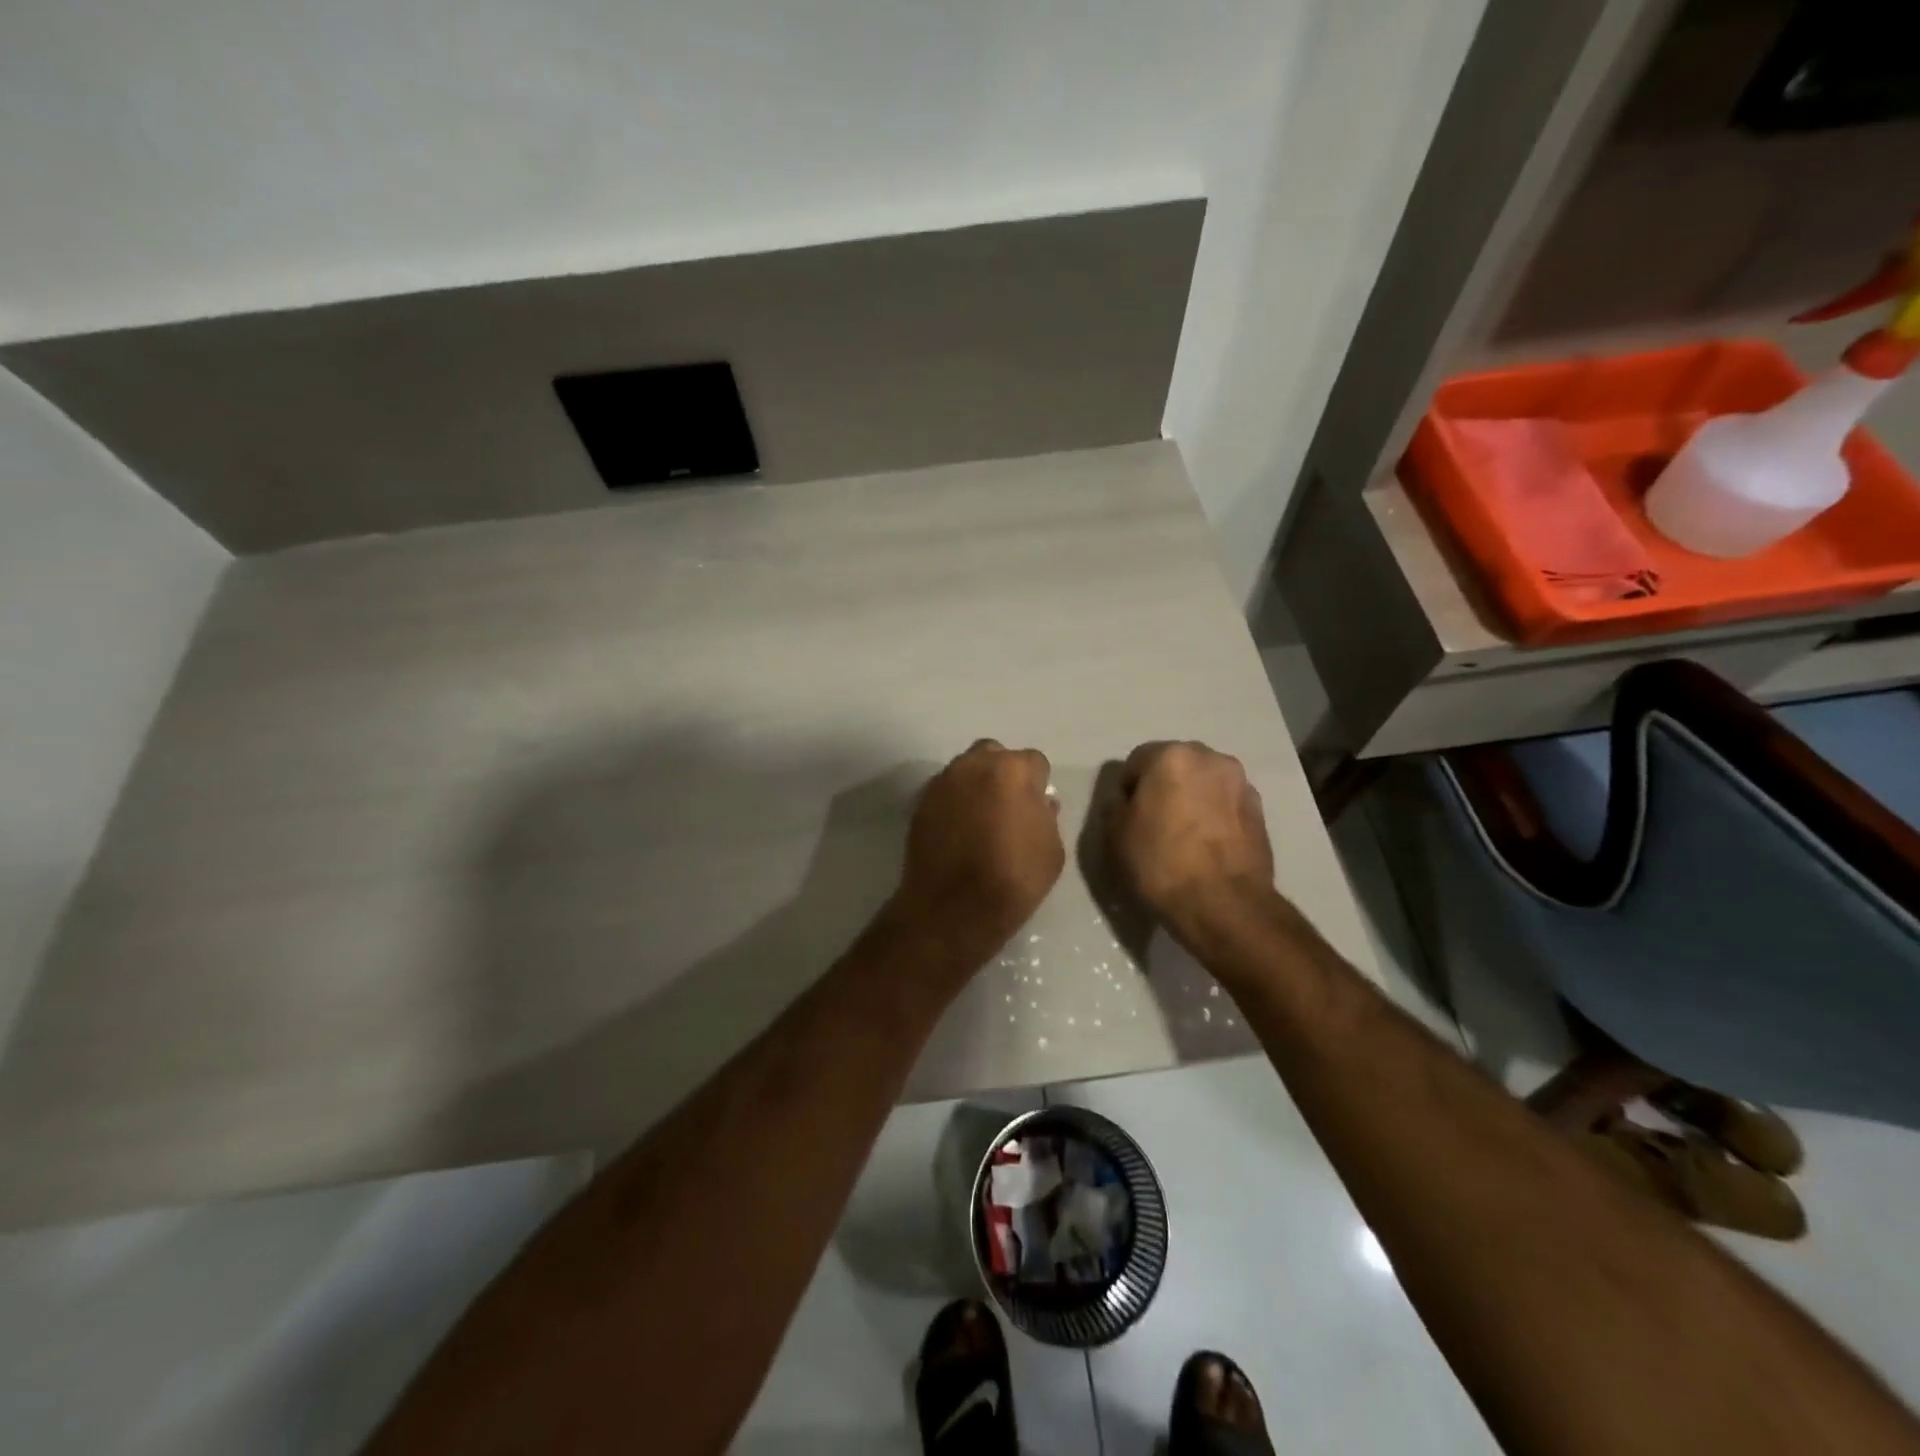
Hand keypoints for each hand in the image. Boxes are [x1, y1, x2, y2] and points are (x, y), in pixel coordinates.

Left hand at [891, 740, 1065, 969]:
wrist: (952, 908)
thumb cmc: (1013, 879)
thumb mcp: (1052, 850)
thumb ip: (1046, 816)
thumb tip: (1039, 804)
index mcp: (1013, 770)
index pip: (1034, 762)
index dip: (1038, 784)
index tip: (1036, 807)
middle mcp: (974, 765)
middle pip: (994, 755)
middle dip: (1003, 773)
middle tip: (1008, 806)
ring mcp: (943, 782)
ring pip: (965, 770)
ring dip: (976, 785)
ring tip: (980, 819)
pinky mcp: (920, 803)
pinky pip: (945, 792)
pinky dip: (954, 802)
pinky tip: (958, 830)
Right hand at [1106, 741, 1276, 944]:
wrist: (1225, 904)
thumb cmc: (1162, 862)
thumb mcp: (1116, 833)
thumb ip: (1115, 804)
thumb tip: (1126, 799)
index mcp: (1172, 756)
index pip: (1137, 760)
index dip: (1128, 789)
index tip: (1126, 818)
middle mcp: (1211, 758)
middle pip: (1175, 766)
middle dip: (1163, 787)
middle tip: (1153, 823)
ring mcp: (1241, 783)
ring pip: (1204, 784)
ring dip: (1191, 799)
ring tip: (1183, 836)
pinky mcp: (1260, 811)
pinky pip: (1225, 804)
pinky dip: (1214, 816)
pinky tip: (1206, 846)